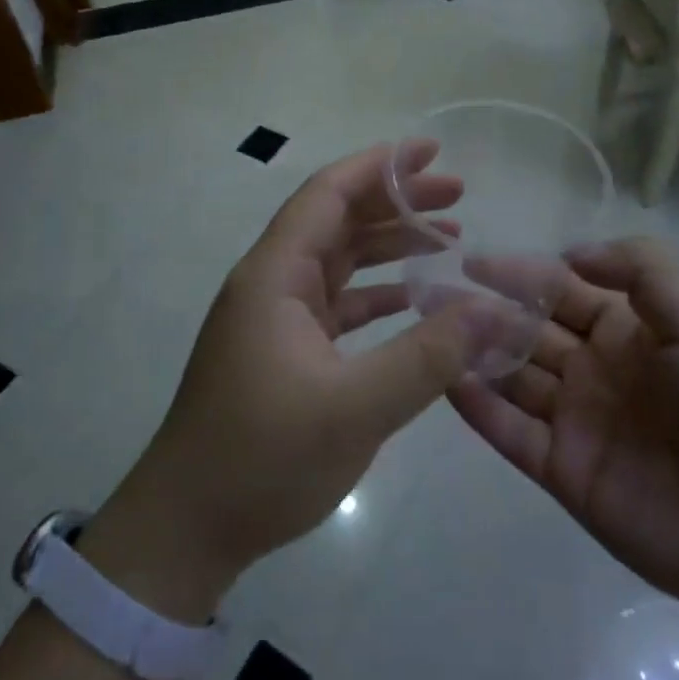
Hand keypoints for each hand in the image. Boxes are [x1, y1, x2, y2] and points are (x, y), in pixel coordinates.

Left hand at [77, 143, 472, 621]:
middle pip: (337, 220)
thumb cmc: (262, 459)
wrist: (188, 528)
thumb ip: (427, 356)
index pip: (328, 195)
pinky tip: (414, 299)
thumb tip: (490, 311)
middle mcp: (271, 283)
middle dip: (395, 202)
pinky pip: (336, 301)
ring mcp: (275, 317)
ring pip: (338, 260)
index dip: (380, 166)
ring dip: (388, 245)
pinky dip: (376, 292)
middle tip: (457, 195)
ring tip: (449, 238)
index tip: (430, 152)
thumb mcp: (355, 408)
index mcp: (275, 275)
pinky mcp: (282, 349)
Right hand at [449, 237, 678, 640]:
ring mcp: (578, 421)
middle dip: (482, 308)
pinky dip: (478, 407)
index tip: (472, 259)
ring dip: (473, 351)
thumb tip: (572, 252)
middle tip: (430, 292)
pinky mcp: (564, 472)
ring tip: (427, 329)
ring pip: (513, 376)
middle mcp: (598, 369)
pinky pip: (511, 432)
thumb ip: (644, 272)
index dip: (520, 272)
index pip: (562, 289)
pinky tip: (444, 379)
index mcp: (633, 331)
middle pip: (528, 329)